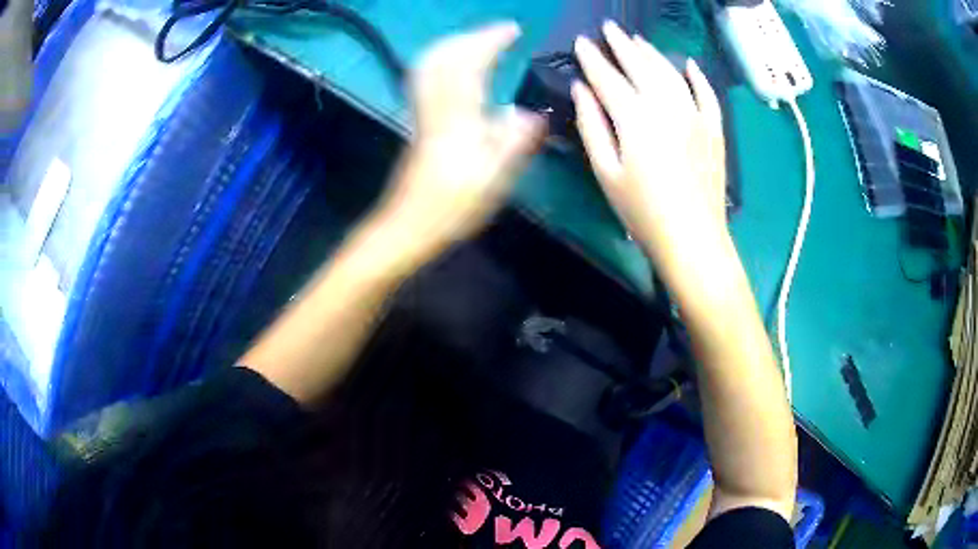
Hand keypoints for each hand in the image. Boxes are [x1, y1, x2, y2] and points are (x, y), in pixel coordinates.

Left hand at [380, 22, 544, 248]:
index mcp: (458, 116)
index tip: (512, 30)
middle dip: (472, 37)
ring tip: (480, 44)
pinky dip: (441, 63)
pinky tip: (456, 70)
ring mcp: (422, 112)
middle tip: (500, 34)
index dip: (491, 41)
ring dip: (455, 46)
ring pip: (430, 65)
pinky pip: (424, 79)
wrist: (409, 225)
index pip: (471, 64)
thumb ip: (514, 141)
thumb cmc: (453, 206)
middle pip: (443, 56)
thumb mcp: (494, 179)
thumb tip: (532, 113)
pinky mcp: (418, 122)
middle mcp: (436, 106)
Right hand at [572, 21, 728, 279]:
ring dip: (652, 53)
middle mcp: (667, 106)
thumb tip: (582, 89)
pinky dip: (697, 76)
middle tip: (609, 29)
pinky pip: (707, 94)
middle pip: (641, 66)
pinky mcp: (714, 129)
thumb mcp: (605, 172)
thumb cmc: (642, 211)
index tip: (582, 42)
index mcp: (635, 118)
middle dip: (622, 45)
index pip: (608, 78)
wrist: (693, 239)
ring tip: (637, 41)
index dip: (593, 58)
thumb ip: (592, 125)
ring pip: (671, 73)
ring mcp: (695, 115)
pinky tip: (688, 64)